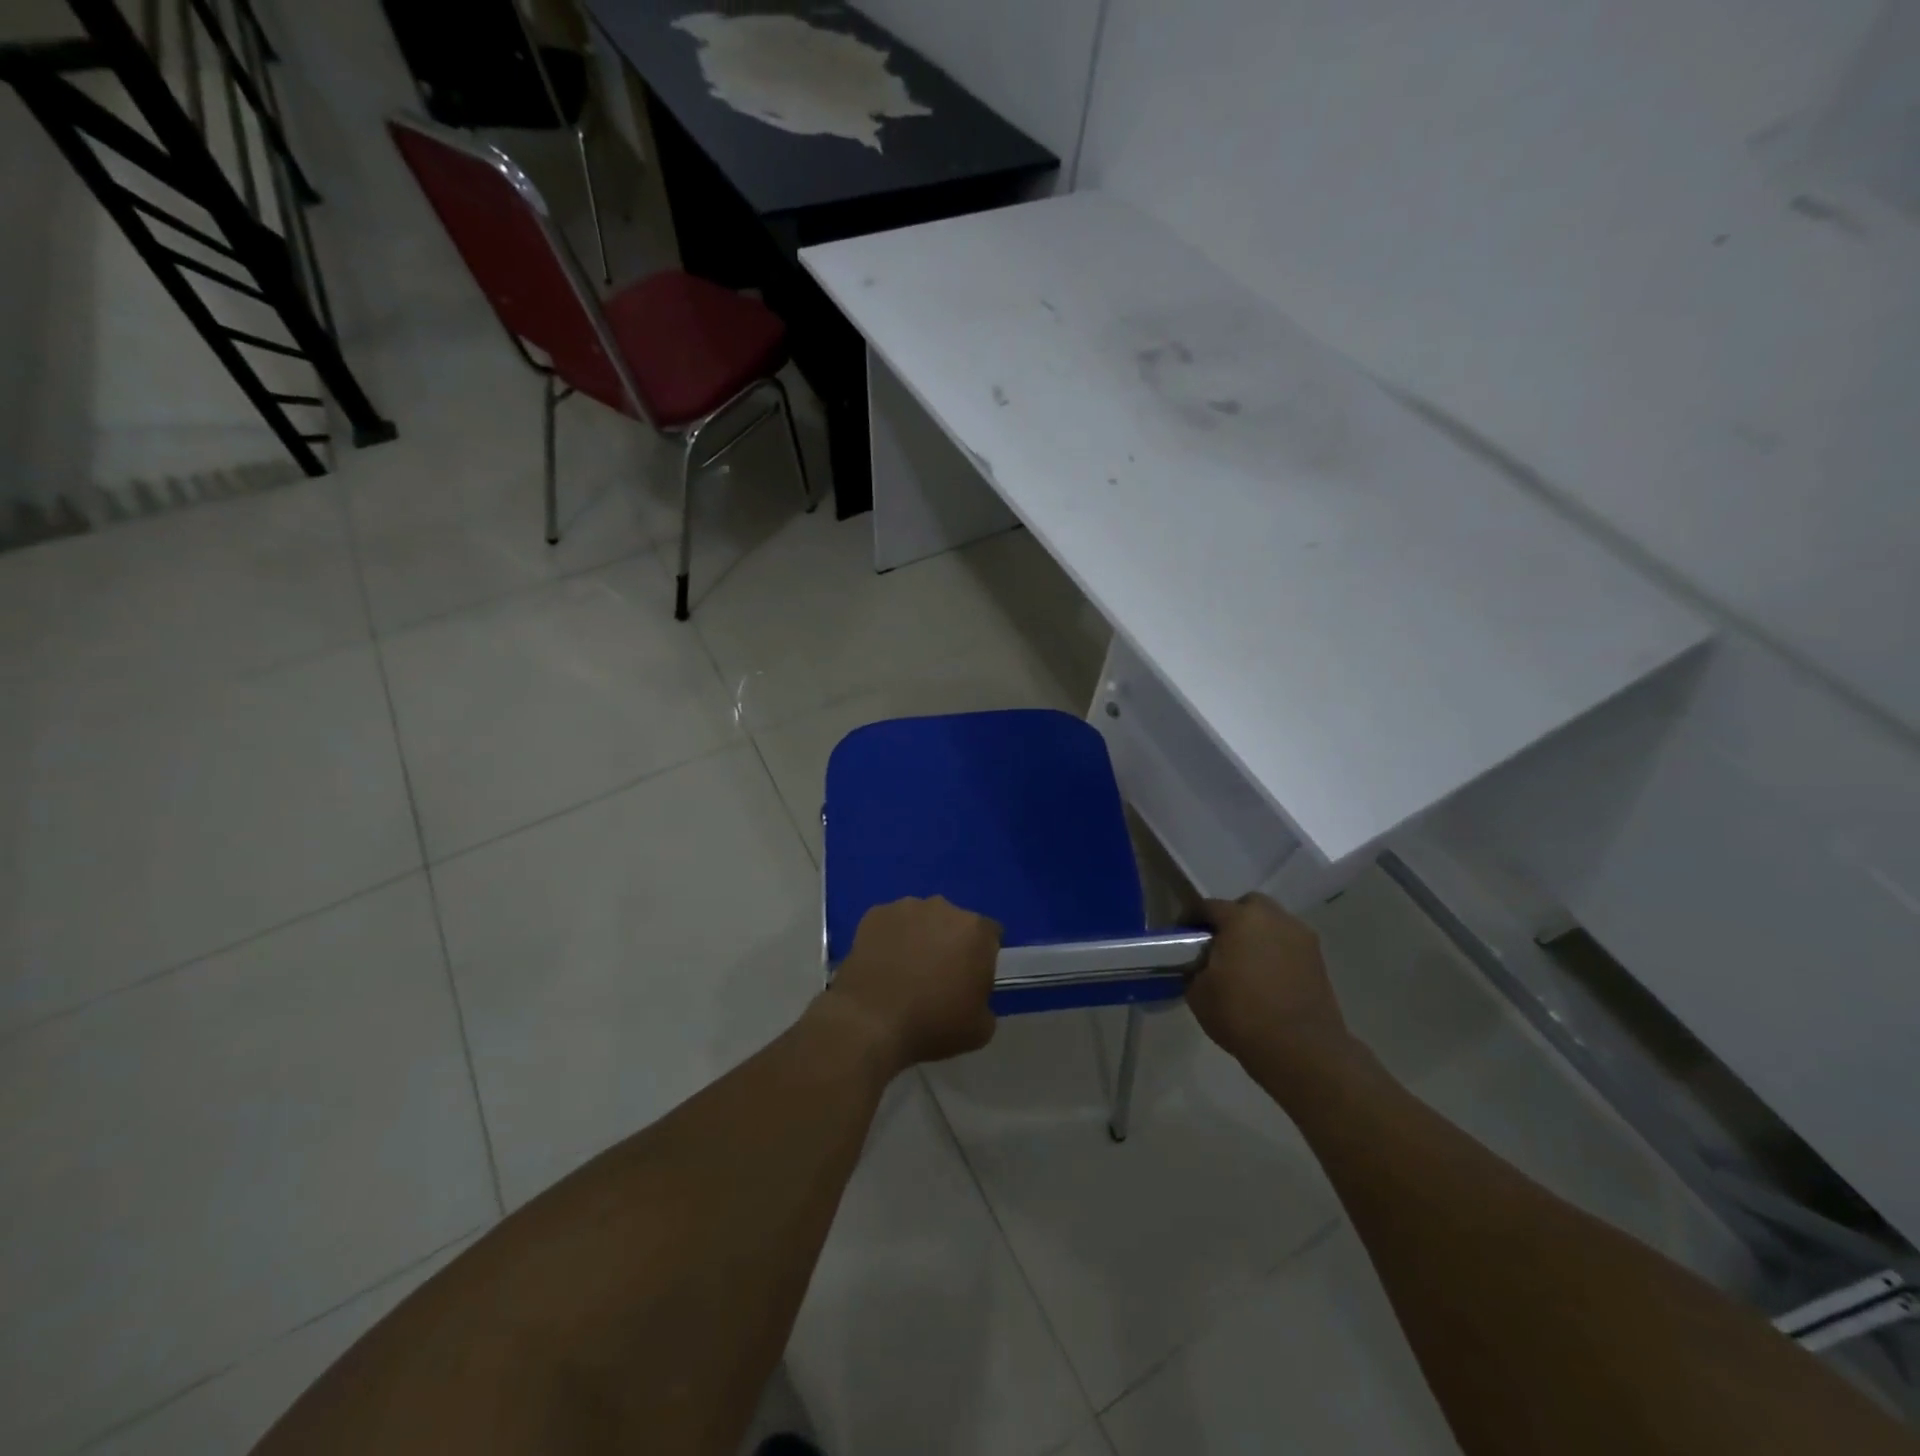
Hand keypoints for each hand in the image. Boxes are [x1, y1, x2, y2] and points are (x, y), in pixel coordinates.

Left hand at [827, 897, 1000, 1072]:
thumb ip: (986, 1003)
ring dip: (919, 937)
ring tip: (904, 970)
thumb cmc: (932, 1024)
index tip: (972, 979)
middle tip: (937, 976)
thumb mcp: (980, 1029)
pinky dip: (889, 938)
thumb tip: (974, 996)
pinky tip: (881, 964)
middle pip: (955, 922)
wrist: (870, 1021)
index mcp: (976, 930)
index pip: (991, 935)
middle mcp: (944, 907)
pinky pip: (890, 924)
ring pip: (921, 920)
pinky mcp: (875, 913)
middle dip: (950, 942)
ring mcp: (906, 907)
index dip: (983, 956)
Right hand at [1185, 894, 1353, 1073]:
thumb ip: (1195, 969)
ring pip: (1273, 925)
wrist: (1302, 1050)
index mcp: (1241, 919)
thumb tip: (1200, 965)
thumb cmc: (1242, 1015)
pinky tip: (1266, 978)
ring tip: (1245, 964)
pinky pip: (1289, 946)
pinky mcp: (1319, 961)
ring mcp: (1301, 938)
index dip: (1191, 919)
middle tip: (1219, 945)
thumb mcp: (1198, 993)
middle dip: (1232, 919)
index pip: (1208, 907)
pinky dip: (1276, 954)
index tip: (1182, 937)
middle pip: (1248, 906)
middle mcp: (1274, 919)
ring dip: (1258, 936)